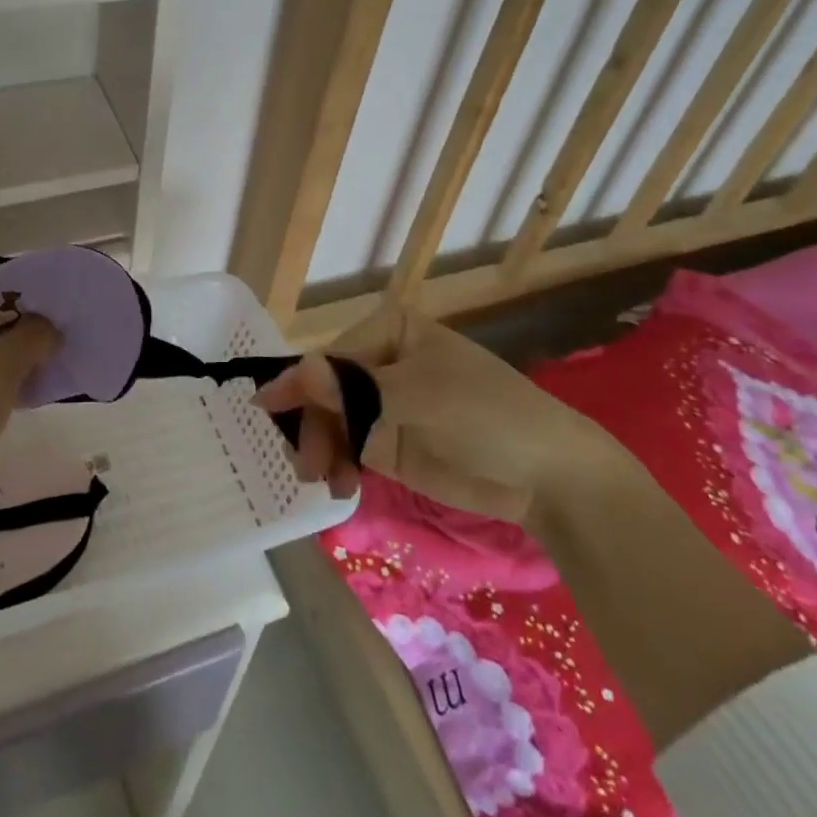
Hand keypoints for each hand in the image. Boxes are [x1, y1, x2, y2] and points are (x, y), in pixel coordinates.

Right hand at [254, 301, 611, 523]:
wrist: (548, 476)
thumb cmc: (484, 414)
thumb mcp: (414, 398)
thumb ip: (349, 390)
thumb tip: (292, 373)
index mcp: (389, 329)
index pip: (330, 356)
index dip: (299, 384)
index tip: (267, 411)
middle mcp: (380, 361)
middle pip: (325, 390)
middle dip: (314, 426)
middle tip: (308, 466)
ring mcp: (384, 403)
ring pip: (331, 421)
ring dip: (323, 450)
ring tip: (329, 483)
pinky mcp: (390, 441)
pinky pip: (348, 448)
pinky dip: (339, 466)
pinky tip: (342, 487)